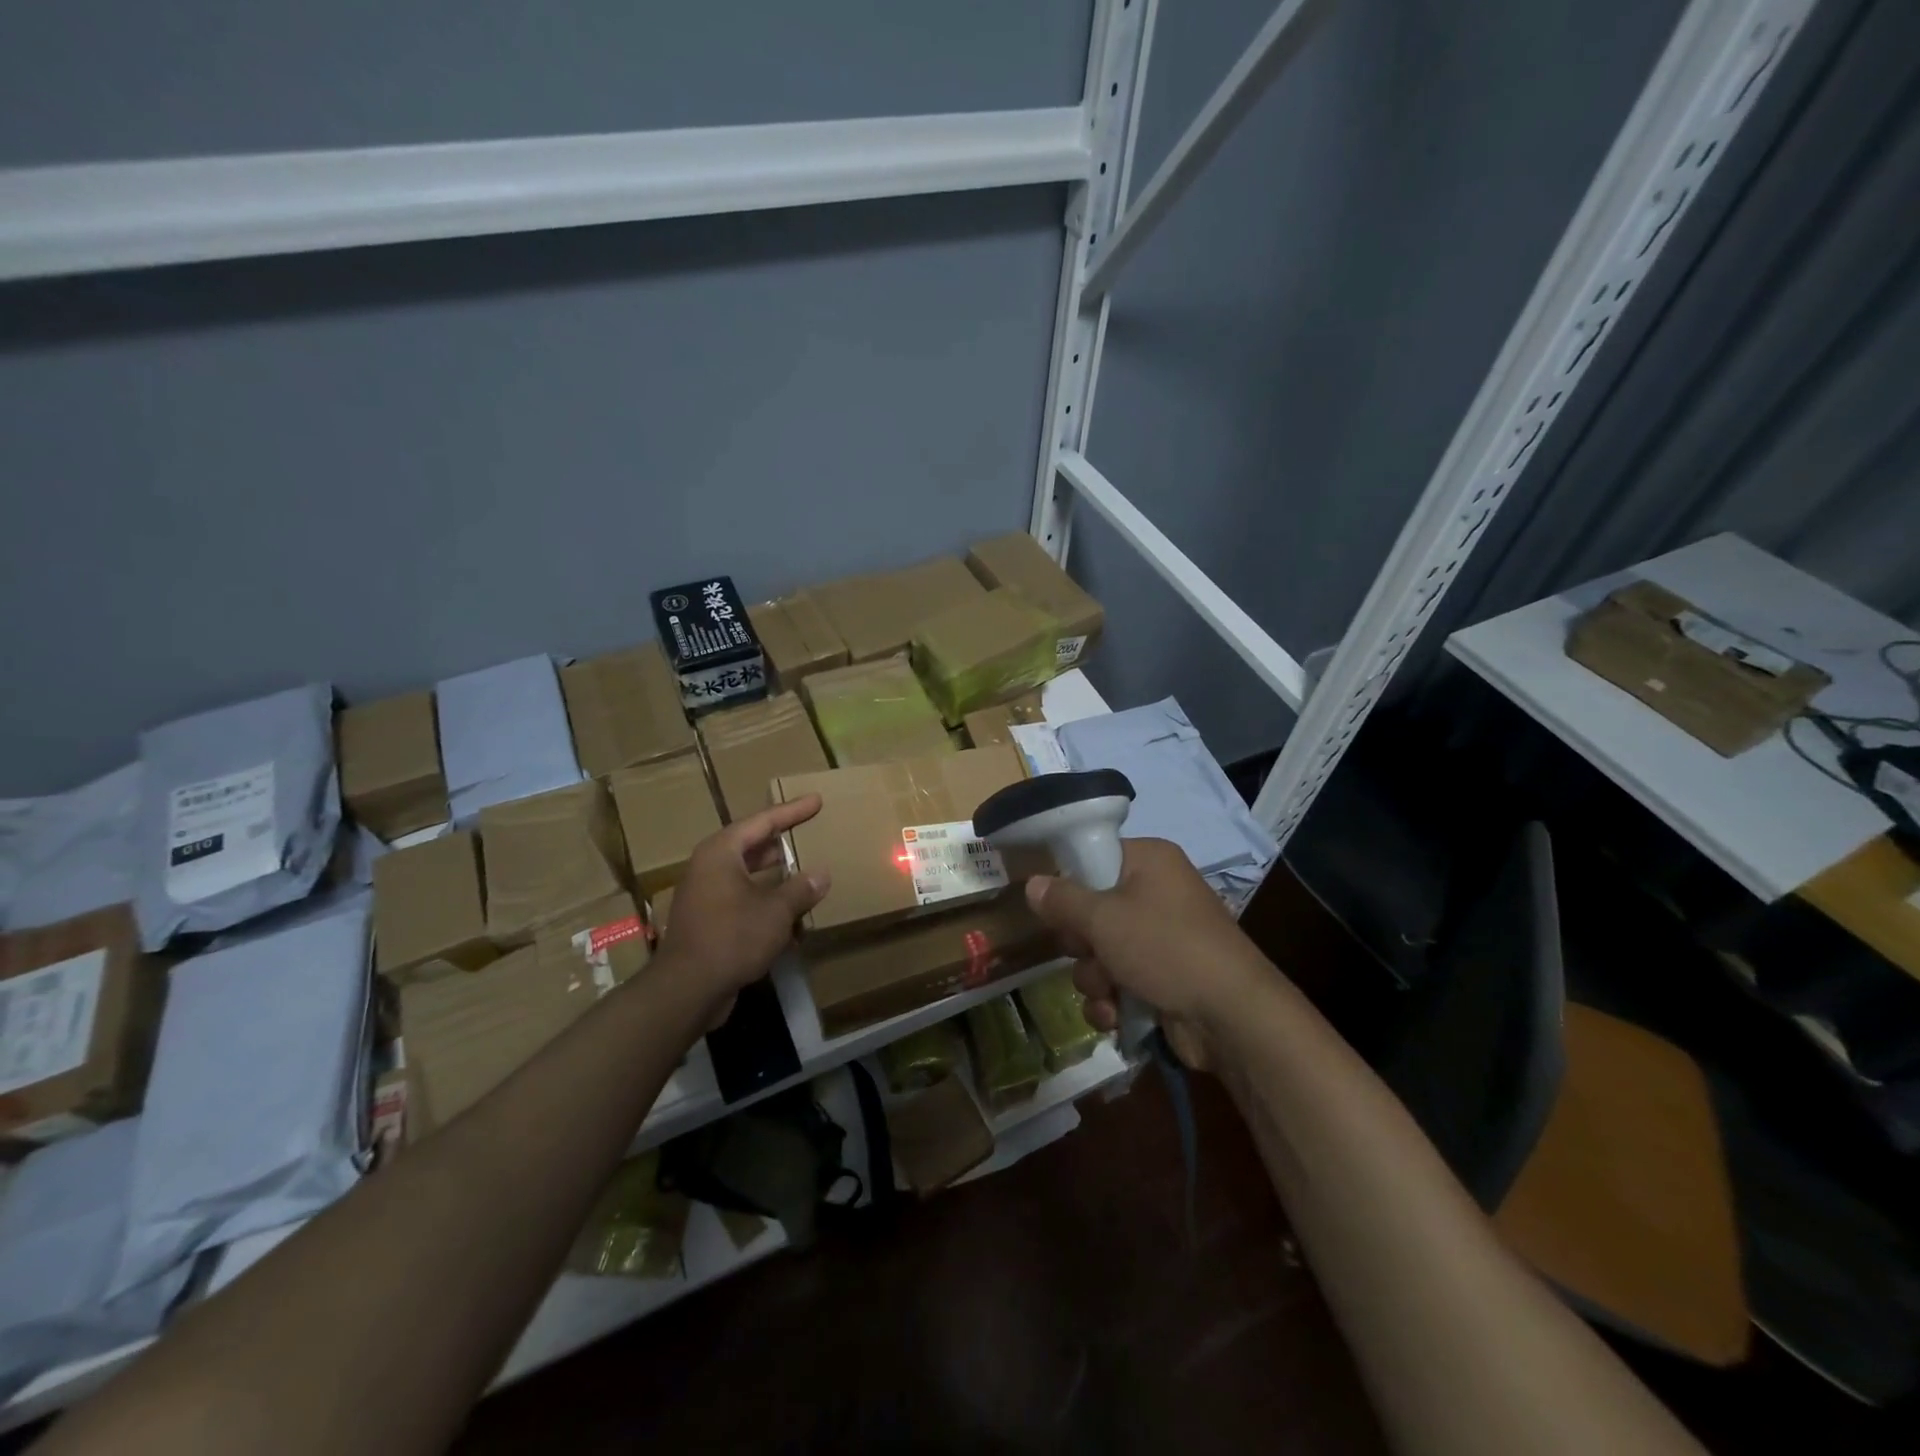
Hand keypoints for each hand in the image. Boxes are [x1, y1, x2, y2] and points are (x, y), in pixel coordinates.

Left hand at [654, 795, 829, 1025]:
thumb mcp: (776, 911)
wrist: (687, 990)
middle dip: (781, 842)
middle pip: (750, 845)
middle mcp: (708, 867)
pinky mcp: (706, 921)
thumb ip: (800, 889)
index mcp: (721, 853)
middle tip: (809, 832)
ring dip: (775, 875)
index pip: (762, 822)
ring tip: (805, 871)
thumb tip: (821, 874)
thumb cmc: (732, 937)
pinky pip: (741, 899)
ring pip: (746, 874)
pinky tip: (789, 914)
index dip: (792, 811)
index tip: (816, 801)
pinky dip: (765, 900)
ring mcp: (704, 895)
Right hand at [1024, 838, 1269, 1070]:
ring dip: (1095, 978)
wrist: (1231, 1017)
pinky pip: (1117, 981)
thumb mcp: (1104, 919)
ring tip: (1108, 992)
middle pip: (1091, 909)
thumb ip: (1062, 900)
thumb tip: (1032, 883)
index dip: (1069, 880)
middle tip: (1085, 950)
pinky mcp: (1161, 978)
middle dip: (1081, 943)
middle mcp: (1155, 893)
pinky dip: (1112, 1000)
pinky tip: (1115, 1016)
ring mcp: (1160, 938)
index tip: (1051, 904)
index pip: (1094, 855)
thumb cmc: (1165, 948)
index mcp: (1149, 861)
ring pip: (1099, 951)